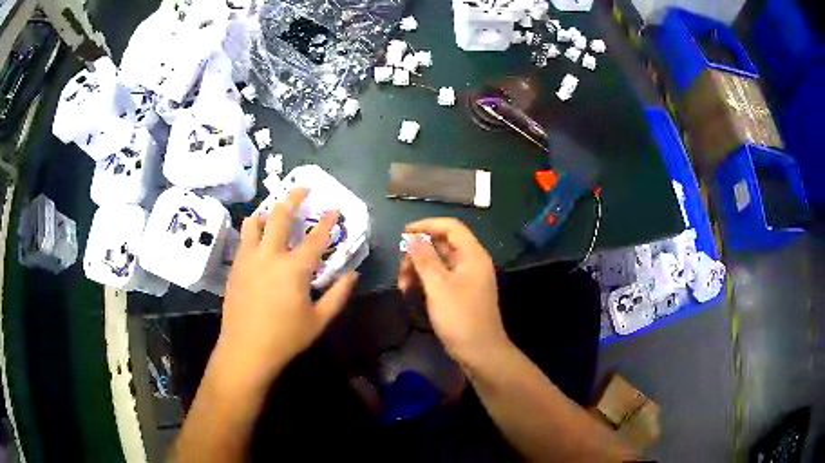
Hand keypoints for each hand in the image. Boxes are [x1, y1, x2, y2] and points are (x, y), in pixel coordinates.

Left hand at [216, 188, 357, 386]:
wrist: (246, 349)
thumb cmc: (286, 337)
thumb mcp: (319, 320)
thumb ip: (338, 295)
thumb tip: (353, 274)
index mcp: (294, 268)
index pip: (316, 237)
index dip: (328, 220)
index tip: (334, 207)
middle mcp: (270, 255)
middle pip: (280, 215)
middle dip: (293, 197)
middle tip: (302, 189)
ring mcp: (249, 258)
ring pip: (254, 221)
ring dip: (267, 211)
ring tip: (275, 210)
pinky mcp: (236, 266)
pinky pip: (244, 238)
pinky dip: (253, 230)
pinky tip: (258, 238)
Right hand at [398, 218, 509, 364]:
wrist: (480, 352)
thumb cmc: (460, 318)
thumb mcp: (438, 286)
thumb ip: (424, 258)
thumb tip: (411, 237)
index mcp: (472, 255)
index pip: (450, 227)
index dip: (426, 225)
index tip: (403, 234)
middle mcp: (472, 262)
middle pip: (443, 244)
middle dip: (418, 253)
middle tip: (401, 270)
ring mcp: (467, 278)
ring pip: (439, 262)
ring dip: (419, 269)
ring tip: (404, 287)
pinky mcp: (461, 293)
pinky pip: (441, 278)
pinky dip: (426, 282)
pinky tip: (412, 293)